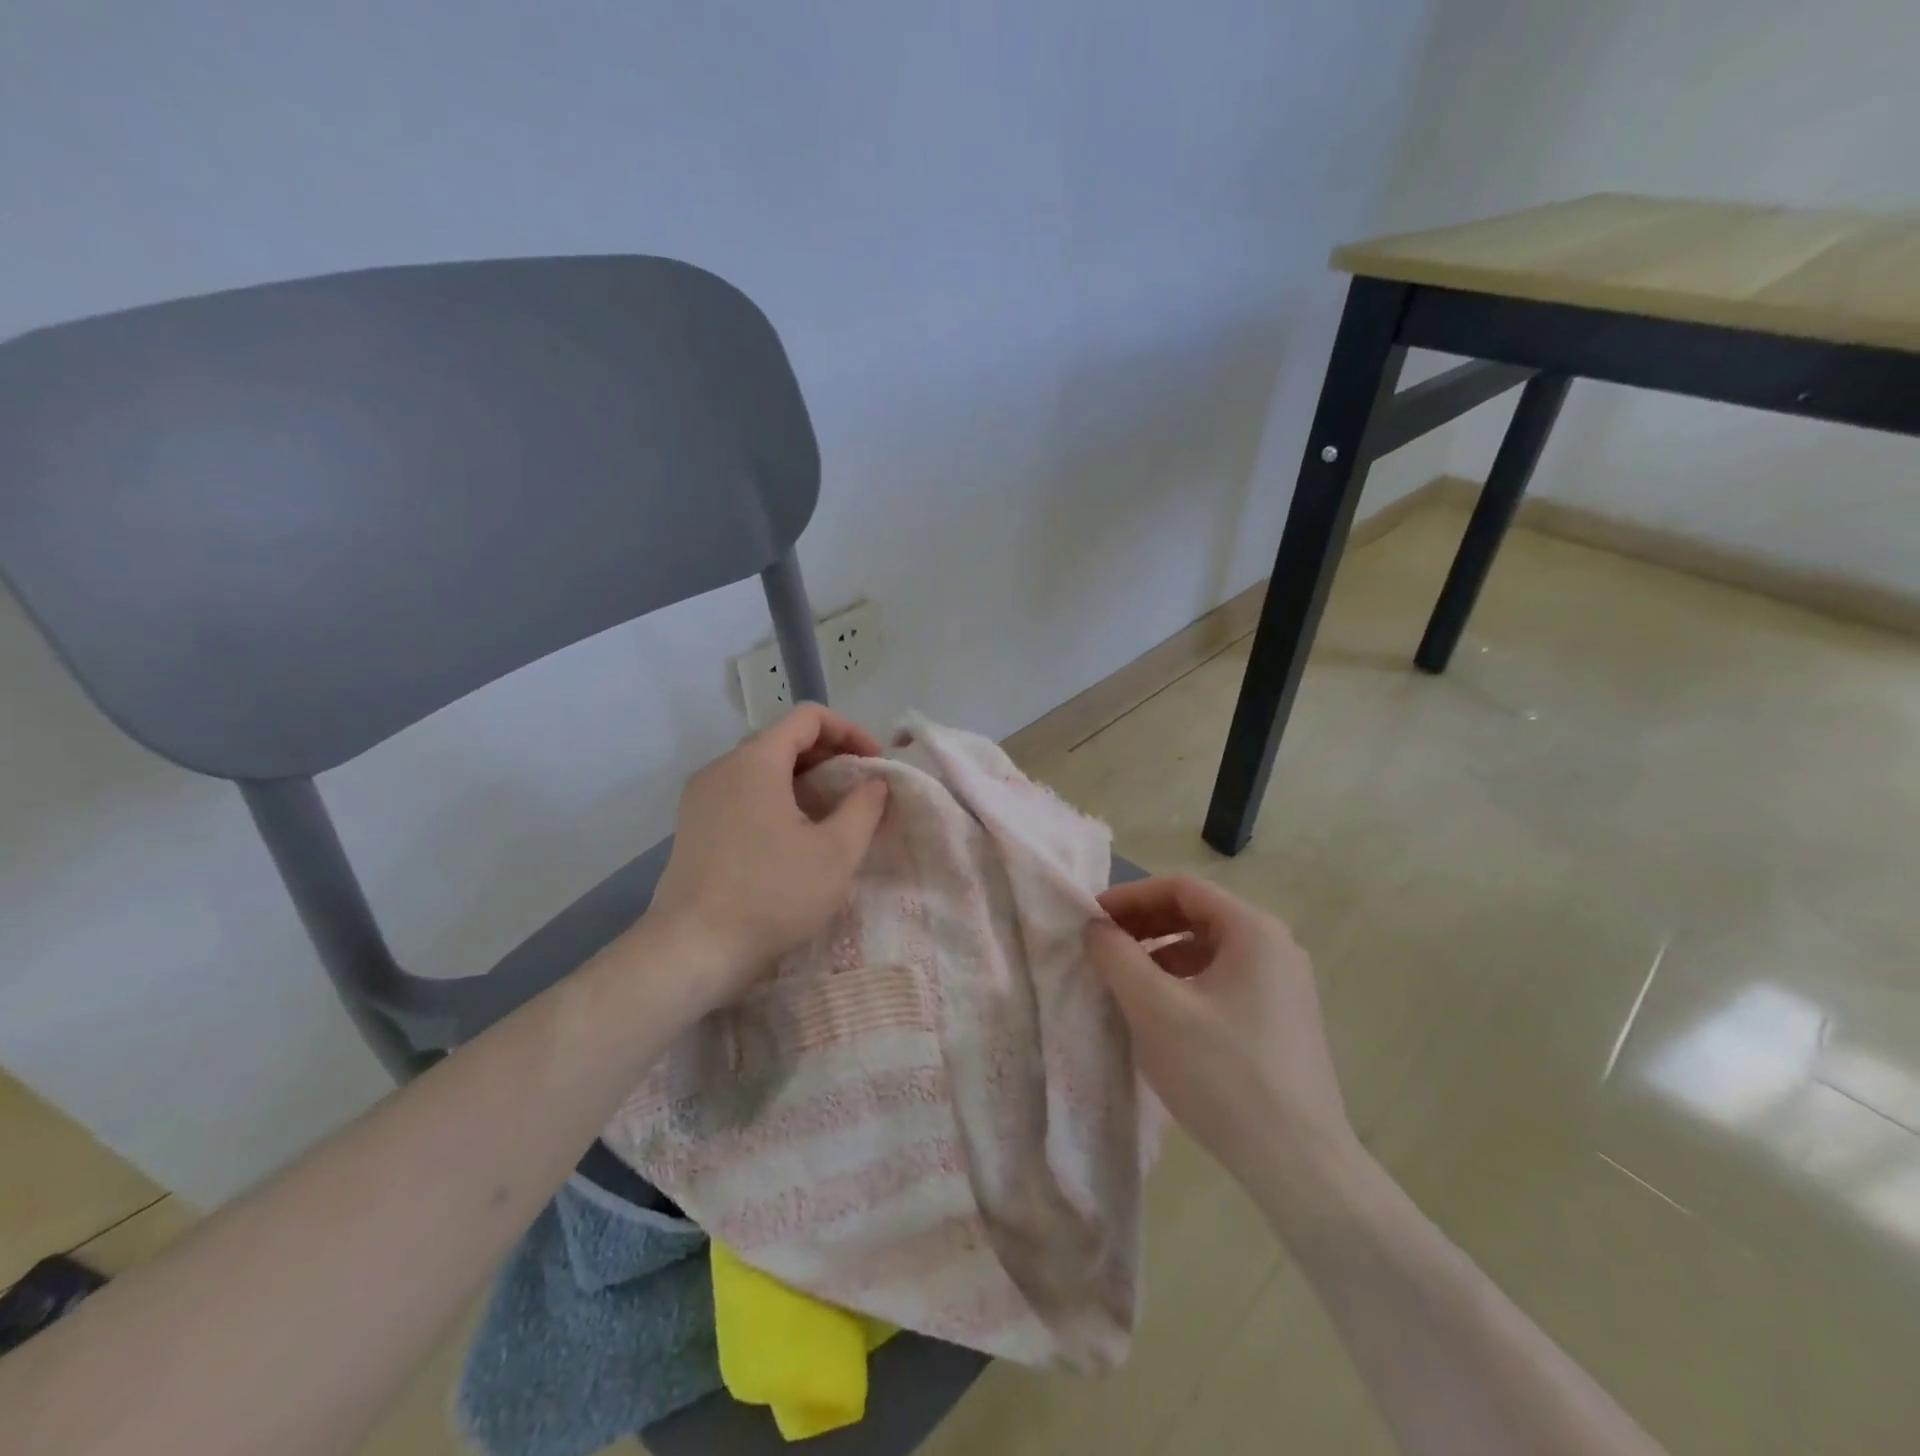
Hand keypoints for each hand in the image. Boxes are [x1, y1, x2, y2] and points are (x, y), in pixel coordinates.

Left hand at [645, 704, 889, 1007]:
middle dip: (828, 756)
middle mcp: (722, 767)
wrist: (692, 950)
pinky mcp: (692, 824)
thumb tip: (874, 782)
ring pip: (761, 767)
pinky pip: (741, 792)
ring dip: (802, 779)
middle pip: (783, 738)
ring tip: (830, 814)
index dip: (849, 731)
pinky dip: (774, 797)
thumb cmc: (772, 895)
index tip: (873, 765)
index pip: (808, 717)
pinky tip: (792, 836)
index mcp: (756, 761)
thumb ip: (864, 807)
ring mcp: (701, 796)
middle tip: (858, 790)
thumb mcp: (836, 853)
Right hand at [1085, 875, 1354, 1185]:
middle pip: (1197, 913)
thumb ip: (1118, 957)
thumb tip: (1094, 926)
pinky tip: (1159, 1009)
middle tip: (1101, 943)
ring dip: (1160, 951)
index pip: (1181, 888)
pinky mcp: (1280, 1017)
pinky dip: (1183, 979)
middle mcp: (1274, 945)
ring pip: (1208, 948)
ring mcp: (1282, 983)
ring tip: (1123, 976)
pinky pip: (1222, 978)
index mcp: (1253, 930)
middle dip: (1144, 923)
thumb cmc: (1223, 1074)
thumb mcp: (1155, 1009)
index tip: (1091, 918)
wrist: (1299, 1164)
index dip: (1130, 896)